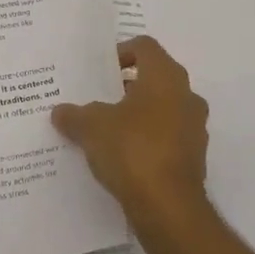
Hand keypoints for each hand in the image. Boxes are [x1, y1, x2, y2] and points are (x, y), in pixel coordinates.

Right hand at [51, 35, 210, 226]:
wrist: (167, 206)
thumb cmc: (131, 150)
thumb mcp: (90, 127)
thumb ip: (74, 114)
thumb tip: (60, 111)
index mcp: (165, 78)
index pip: (145, 47)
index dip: (120, 52)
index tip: (98, 69)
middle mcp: (187, 97)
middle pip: (154, 78)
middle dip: (125, 86)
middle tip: (96, 97)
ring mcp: (194, 129)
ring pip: (161, 109)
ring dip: (136, 114)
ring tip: (104, 128)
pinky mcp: (193, 157)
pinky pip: (165, 137)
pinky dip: (145, 139)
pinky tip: (120, 155)